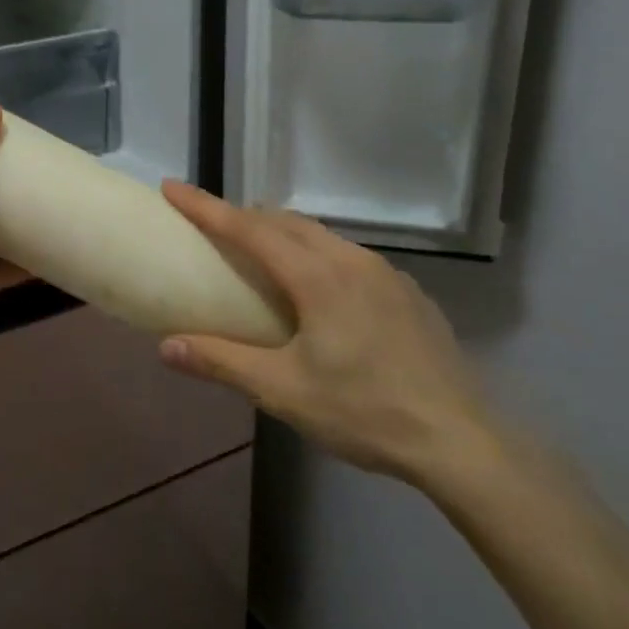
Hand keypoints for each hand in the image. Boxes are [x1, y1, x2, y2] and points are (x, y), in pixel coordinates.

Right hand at [158, 181, 501, 484]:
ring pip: (320, 236)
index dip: (206, 206)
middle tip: (211, 226)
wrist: (463, 441)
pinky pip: (348, 256)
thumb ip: (221, 362)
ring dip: (281, 233)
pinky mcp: (408, 292)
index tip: (171, 186)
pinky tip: (318, 290)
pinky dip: (316, 254)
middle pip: (285, 222)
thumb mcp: (283, 391)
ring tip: (259, 254)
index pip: (248, 228)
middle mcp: (352, 260)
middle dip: (243, 216)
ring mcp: (387, 273)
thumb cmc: (365, 412)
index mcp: (318, 276)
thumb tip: (165, 346)